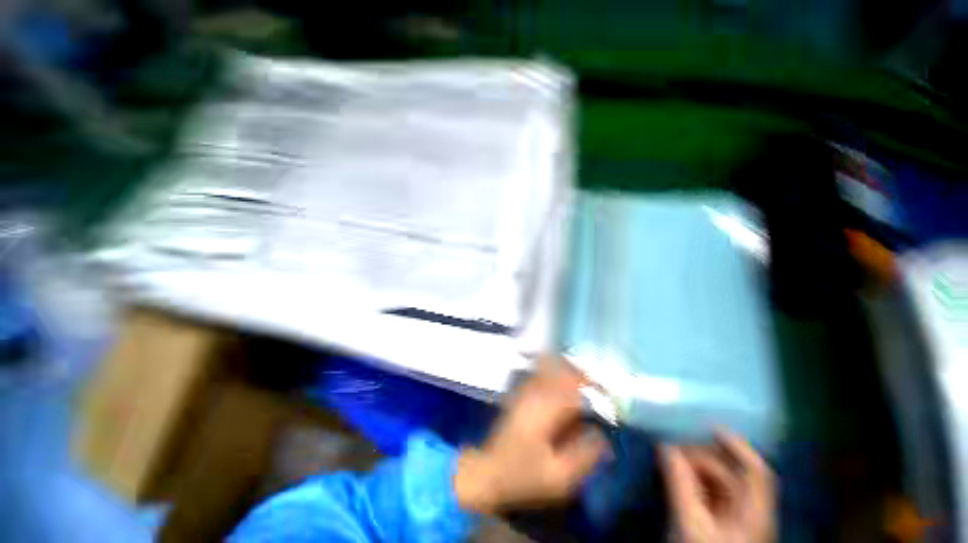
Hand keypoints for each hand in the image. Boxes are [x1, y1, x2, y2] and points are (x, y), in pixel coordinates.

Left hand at [454, 358, 608, 513]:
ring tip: (585, 381)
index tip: (610, 398)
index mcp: (545, 411)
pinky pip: (539, 375)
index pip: (575, 391)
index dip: (595, 391)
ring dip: (568, 371)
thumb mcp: (558, 478)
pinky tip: (562, 381)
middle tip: (599, 386)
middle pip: (561, 372)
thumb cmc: (522, 477)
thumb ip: (584, 456)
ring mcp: (524, 392)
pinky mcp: (519, 395)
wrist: (487, 472)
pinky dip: (554, 373)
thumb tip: (603, 436)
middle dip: (582, 375)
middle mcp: (534, 394)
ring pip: (549, 369)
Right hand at [661, 431, 775, 542]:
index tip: (709, 427)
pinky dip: (691, 483)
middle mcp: (749, 514)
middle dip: (701, 458)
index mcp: (754, 514)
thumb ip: (679, 483)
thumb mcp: (689, 524)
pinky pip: (708, 496)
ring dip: (693, 470)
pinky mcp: (719, 526)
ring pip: (718, 485)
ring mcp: (734, 521)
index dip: (738, 447)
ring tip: (668, 463)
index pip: (757, 472)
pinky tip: (674, 479)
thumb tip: (666, 446)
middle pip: (731, 475)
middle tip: (671, 450)